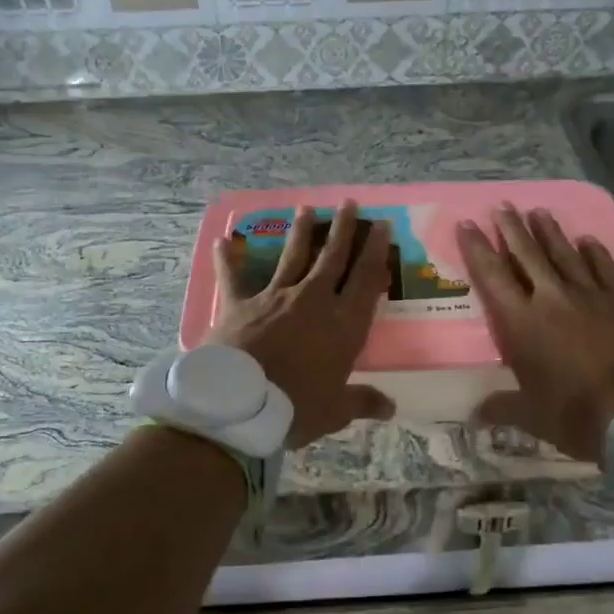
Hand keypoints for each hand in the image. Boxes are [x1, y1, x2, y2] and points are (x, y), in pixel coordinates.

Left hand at [208, 200, 394, 447]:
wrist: (240, 406)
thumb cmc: (296, 408)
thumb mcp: (336, 410)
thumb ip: (363, 402)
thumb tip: (391, 409)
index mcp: (342, 324)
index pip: (365, 279)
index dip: (375, 251)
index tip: (382, 226)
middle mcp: (312, 301)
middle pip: (331, 258)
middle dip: (343, 229)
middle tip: (349, 203)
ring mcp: (274, 298)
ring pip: (291, 257)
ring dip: (300, 232)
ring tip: (305, 208)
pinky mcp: (239, 304)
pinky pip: (233, 276)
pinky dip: (227, 258)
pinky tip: (223, 240)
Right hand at [458, 205, 613, 463]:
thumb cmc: (575, 413)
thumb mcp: (531, 415)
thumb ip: (502, 407)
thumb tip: (475, 414)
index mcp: (522, 322)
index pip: (492, 276)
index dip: (477, 249)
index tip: (467, 224)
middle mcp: (552, 298)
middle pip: (527, 254)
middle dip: (511, 228)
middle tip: (502, 206)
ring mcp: (590, 294)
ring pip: (564, 253)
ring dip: (549, 231)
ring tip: (538, 211)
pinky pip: (605, 267)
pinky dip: (594, 252)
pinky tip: (588, 239)